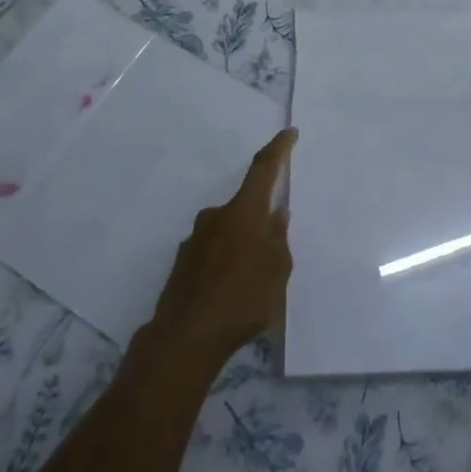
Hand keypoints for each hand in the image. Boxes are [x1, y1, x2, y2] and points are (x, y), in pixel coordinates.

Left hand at [146, 129, 295, 369]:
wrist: (185, 338)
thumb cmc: (243, 300)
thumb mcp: (277, 272)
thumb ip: (278, 240)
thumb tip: (276, 216)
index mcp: (243, 213)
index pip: (263, 169)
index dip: (278, 149)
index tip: (289, 133)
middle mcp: (216, 217)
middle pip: (245, 208)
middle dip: (260, 222)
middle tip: (273, 252)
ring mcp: (195, 239)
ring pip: (228, 232)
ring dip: (242, 246)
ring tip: (253, 282)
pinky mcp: (182, 262)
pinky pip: (212, 252)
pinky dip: (225, 263)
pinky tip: (230, 293)